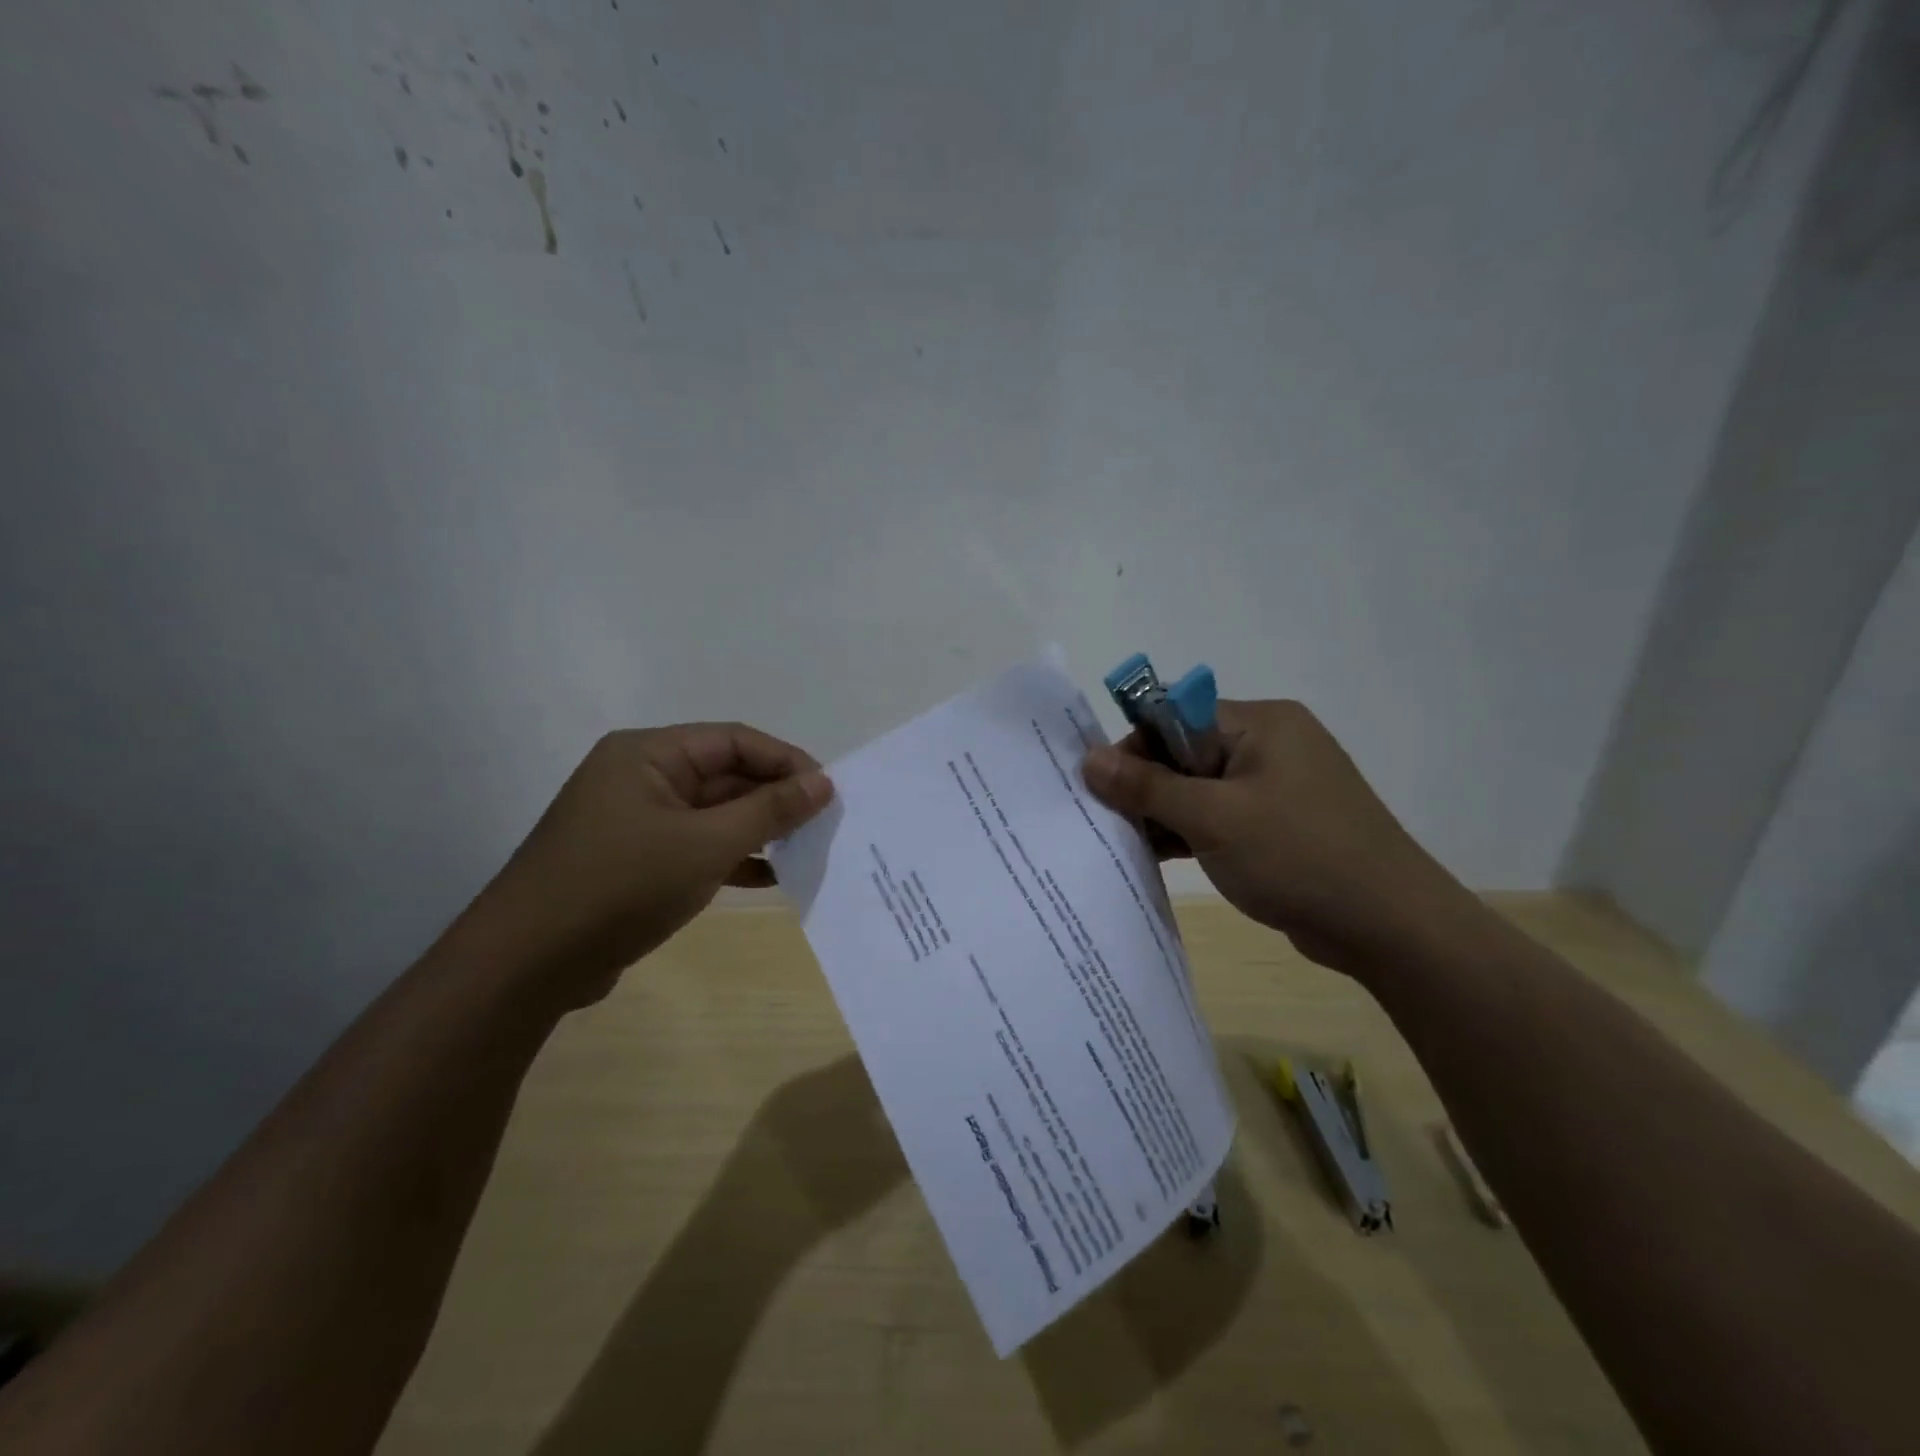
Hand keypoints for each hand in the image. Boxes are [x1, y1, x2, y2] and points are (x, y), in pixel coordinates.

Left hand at [476, 724, 833, 1006]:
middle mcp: (642, 778)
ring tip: (807, 850)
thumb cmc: (619, 886)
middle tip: (825, 824)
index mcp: (648, 755)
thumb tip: (824, 782)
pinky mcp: (637, 861)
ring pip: (714, 814)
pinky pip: (698, 846)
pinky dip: (733, 858)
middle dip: (775, 798)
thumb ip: (769, 810)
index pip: (734, 740)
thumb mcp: (705, 845)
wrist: (526, 966)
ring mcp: (638, 822)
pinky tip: (771, 878)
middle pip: (725, 775)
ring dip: (759, 830)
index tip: (829, 791)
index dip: (786, 761)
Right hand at [1081, 700, 1465, 974]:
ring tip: (1124, 843)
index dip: (1134, 747)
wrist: (1390, 927)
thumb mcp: (1213, 818)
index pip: (1176, 716)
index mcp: (1261, 723)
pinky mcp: (1279, 826)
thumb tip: (1088, 758)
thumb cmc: (1298, 856)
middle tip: (1109, 822)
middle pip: (1185, 752)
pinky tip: (1155, 856)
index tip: (1101, 787)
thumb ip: (1147, 786)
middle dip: (1145, 785)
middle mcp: (1270, 745)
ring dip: (1164, 813)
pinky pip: (1220, 817)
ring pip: (1200, 788)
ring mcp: (1277, 788)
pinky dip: (1190, 833)